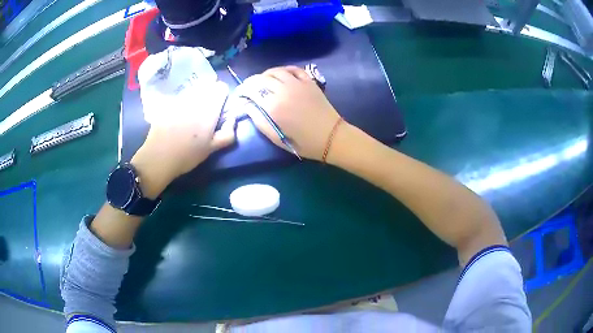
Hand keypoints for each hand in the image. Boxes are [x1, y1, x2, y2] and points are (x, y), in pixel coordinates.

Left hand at [131, 80, 235, 197]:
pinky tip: (178, 118)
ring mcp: (179, 100)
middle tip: (206, 112)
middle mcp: (195, 99)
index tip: (220, 107)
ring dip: (196, 98)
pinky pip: (180, 98)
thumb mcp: (212, 149)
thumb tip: (232, 119)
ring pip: (193, 91)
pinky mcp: (167, 104)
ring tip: (192, 115)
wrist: (158, 158)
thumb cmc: (187, 155)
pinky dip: (183, 103)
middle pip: (207, 86)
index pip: (221, 87)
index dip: (222, 95)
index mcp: (209, 109)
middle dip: (209, 95)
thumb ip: (227, 133)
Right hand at [240, 66, 340, 160]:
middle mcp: (283, 91)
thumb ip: (260, 121)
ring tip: (262, 81)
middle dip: (251, 82)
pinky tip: (281, 75)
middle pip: (261, 79)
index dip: (242, 91)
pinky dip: (284, 69)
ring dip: (266, 74)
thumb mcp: (277, 138)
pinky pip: (294, 69)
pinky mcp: (309, 82)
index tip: (240, 94)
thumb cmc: (303, 142)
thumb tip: (247, 107)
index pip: (251, 91)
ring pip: (276, 71)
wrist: (331, 137)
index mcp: (274, 107)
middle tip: (249, 88)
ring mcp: (297, 84)